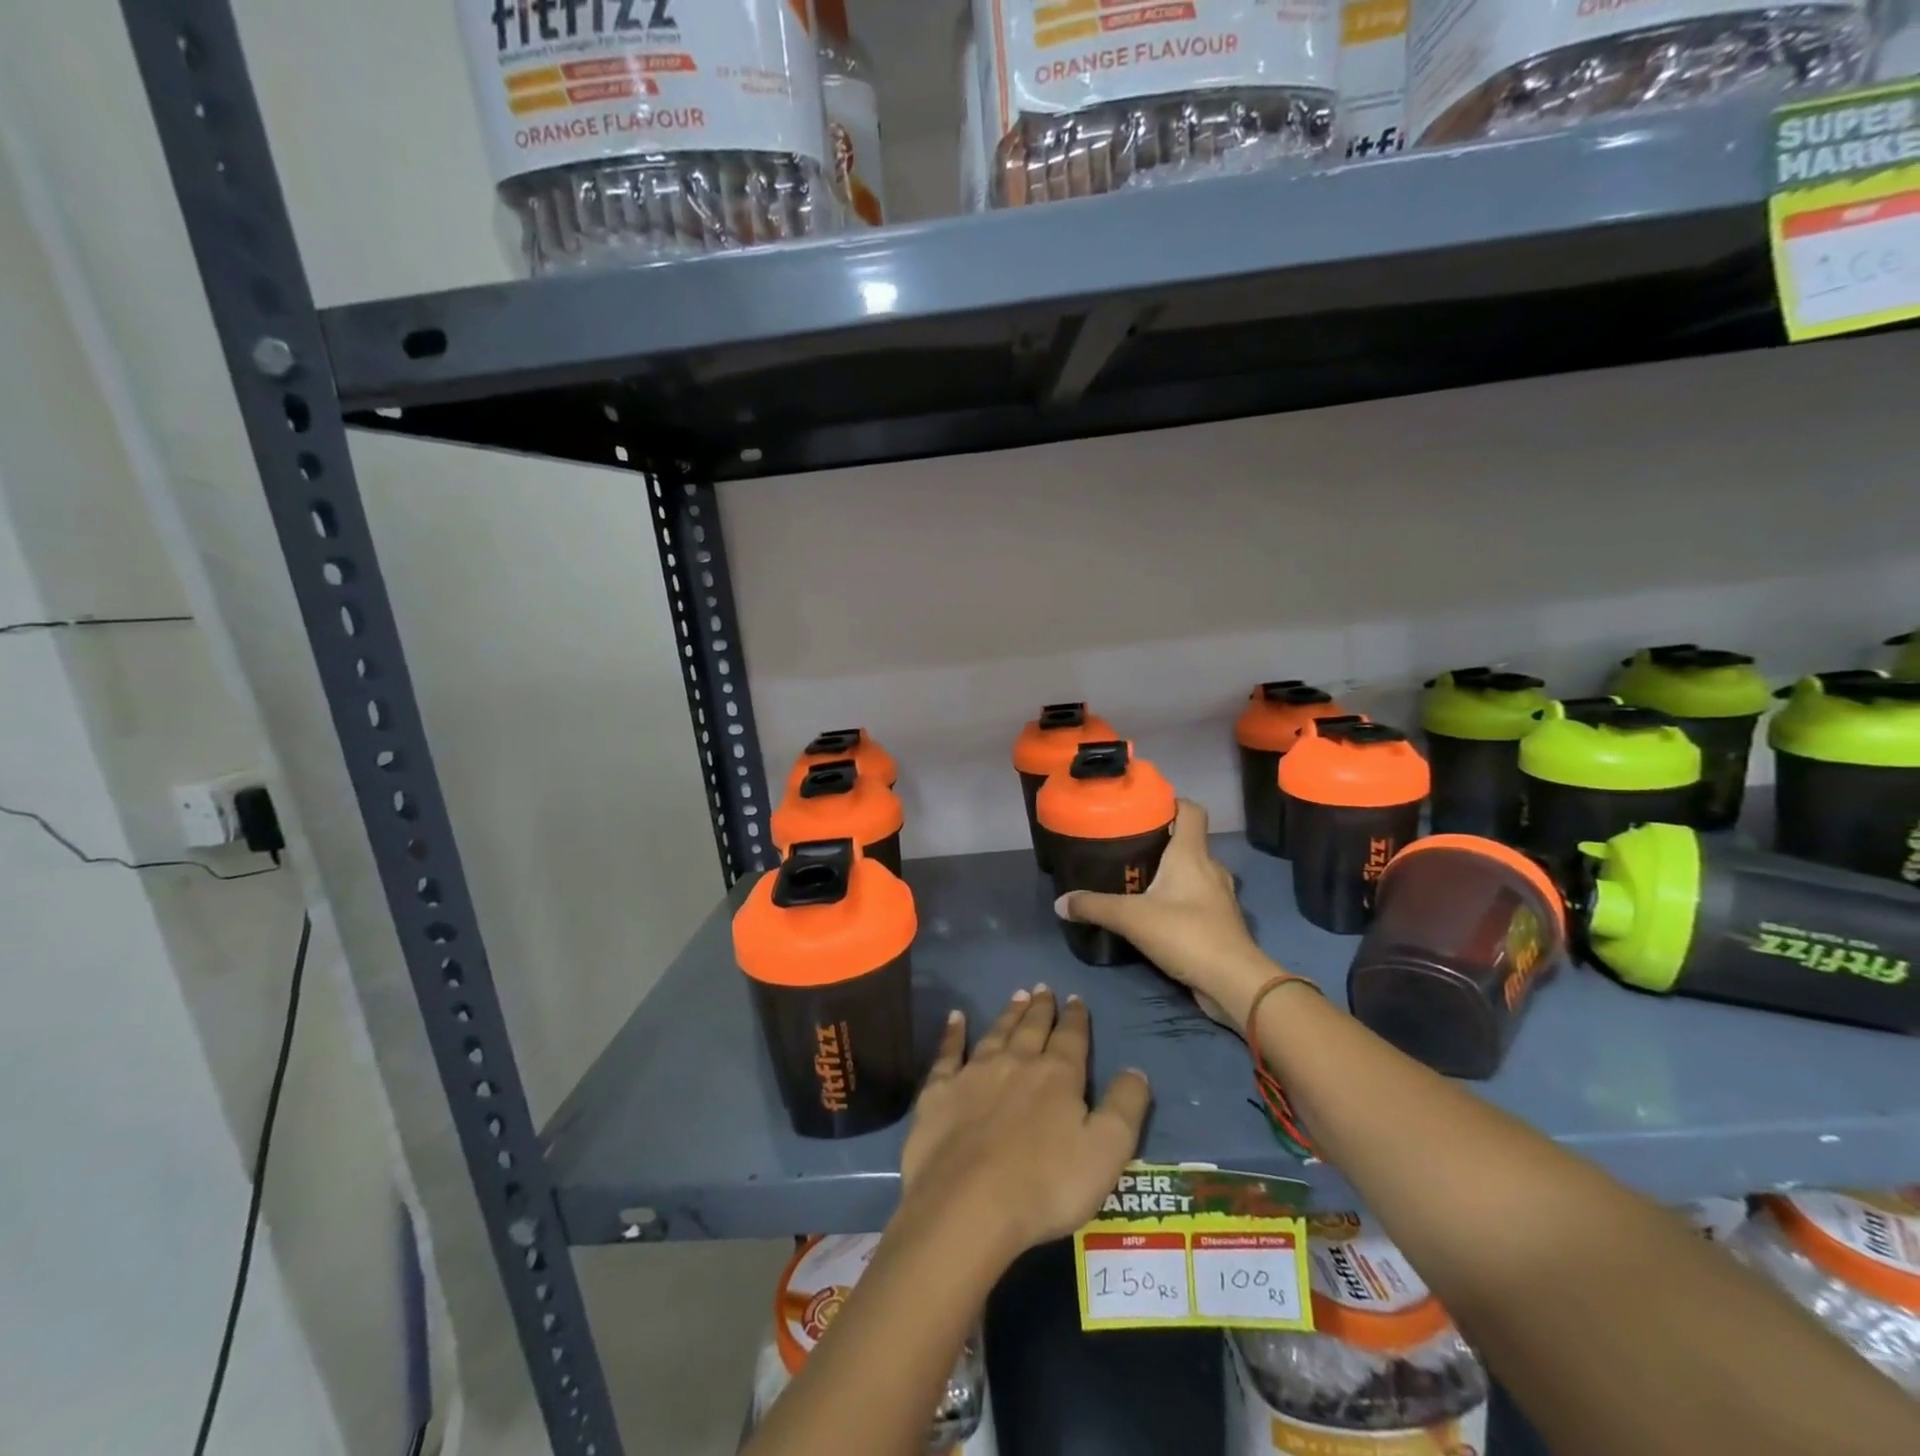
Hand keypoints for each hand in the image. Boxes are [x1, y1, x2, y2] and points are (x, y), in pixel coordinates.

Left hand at [900, 989, 1149, 1262]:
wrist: (968, 1204)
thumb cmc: (1046, 1185)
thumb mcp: (1106, 1151)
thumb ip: (1125, 1107)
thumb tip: (1136, 1070)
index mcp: (1057, 1076)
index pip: (1071, 1038)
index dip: (1076, 1018)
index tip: (1076, 999)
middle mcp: (1016, 1063)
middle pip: (1031, 1029)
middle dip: (1040, 1009)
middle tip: (1042, 989)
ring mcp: (974, 1073)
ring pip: (996, 1033)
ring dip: (1008, 1014)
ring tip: (1016, 996)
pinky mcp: (939, 1091)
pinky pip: (948, 1052)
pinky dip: (952, 1033)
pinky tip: (955, 1017)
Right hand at [1055, 800, 1277, 1027]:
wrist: (1233, 982)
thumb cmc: (1186, 934)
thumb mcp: (1131, 918)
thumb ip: (1094, 907)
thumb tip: (1060, 902)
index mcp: (1192, 854)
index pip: (1191, 810)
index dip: (1171, 802)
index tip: (1144, 807)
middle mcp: (1210, 868)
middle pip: (1188, 841)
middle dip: (1160, 841)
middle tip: (1127, 847)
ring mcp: (1219, 896)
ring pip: (1193, 872)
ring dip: (1170, 873)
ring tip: (1138, 880)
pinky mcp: (1220, 922)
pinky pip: (1197, 899)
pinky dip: (1179, 899)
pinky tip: (1156, 912)